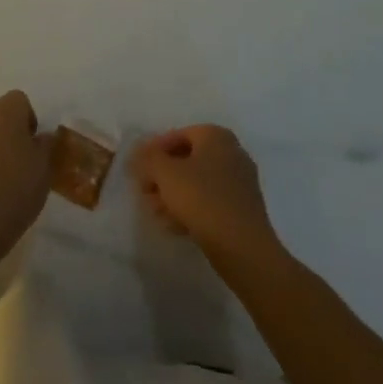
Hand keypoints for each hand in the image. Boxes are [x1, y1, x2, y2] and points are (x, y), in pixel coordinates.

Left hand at [0, 91, 51, 262]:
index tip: (34, 147)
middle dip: (8, 133)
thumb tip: (42, 137)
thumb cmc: (14, 189)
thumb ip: (45, 146)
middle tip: (20, 163)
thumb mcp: (43, 169)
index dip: (29, 121)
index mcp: (4, 111)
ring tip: (0, 182)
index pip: (20, 101)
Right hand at [132, 125, 277, 262]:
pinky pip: (211, 202)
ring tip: (155, 212)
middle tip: (145, 192)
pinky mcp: (243, 210)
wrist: (243, 248)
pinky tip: (173, 225)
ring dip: (174, 195)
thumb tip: (139, 155)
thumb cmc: (202, 199)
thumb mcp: (165, 174)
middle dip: (163, 176)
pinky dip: (191, 209)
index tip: (139, 169)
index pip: (178, 135)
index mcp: (216, 136)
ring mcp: (240, 183)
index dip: (154, 151)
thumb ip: (148, 159)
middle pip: (188, 160)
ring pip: (198, 183)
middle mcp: (232, 153)